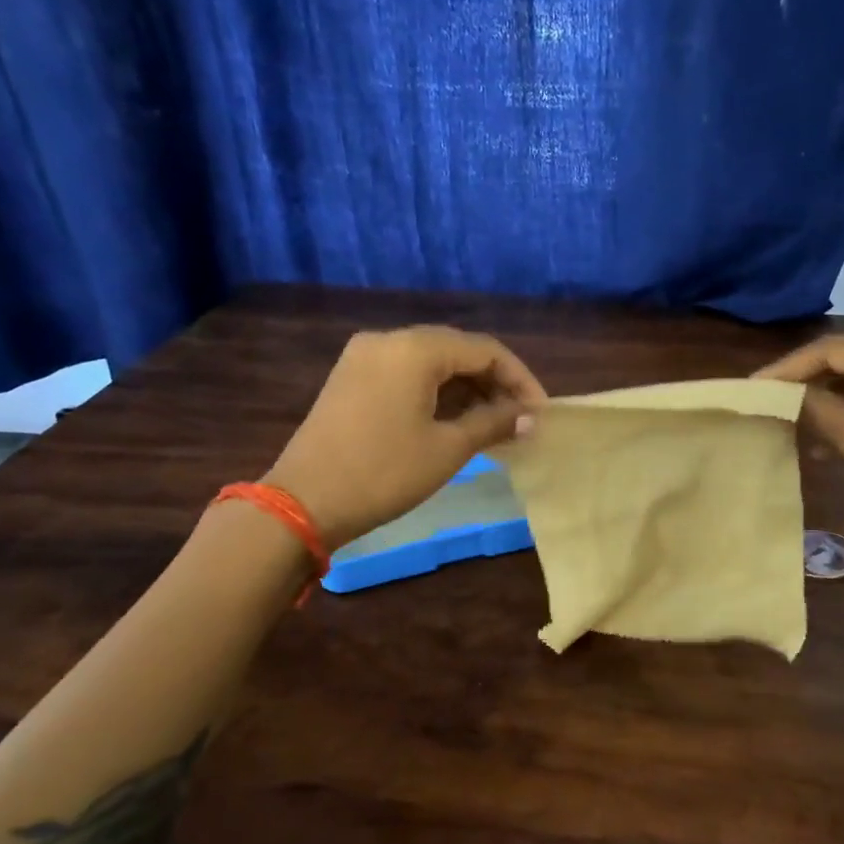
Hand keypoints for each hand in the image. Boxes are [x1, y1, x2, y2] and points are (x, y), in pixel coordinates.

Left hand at [265, 327, 546, 549]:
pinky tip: (457, 420)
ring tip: (495, 424)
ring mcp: (365, 357)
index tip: (540, 413)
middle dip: (494, 383)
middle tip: (520, 420)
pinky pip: (407, 375)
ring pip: (431, 363)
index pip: (485, 350)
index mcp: (414, 348)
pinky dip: (437, 393)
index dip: (520, 379)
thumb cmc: (384, 473)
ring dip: (467, 389)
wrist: (303, 503)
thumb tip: (529, 417)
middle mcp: (388, 340)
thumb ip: (493, 422)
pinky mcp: (351, 378)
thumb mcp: (447, 448)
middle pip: (457, 351)